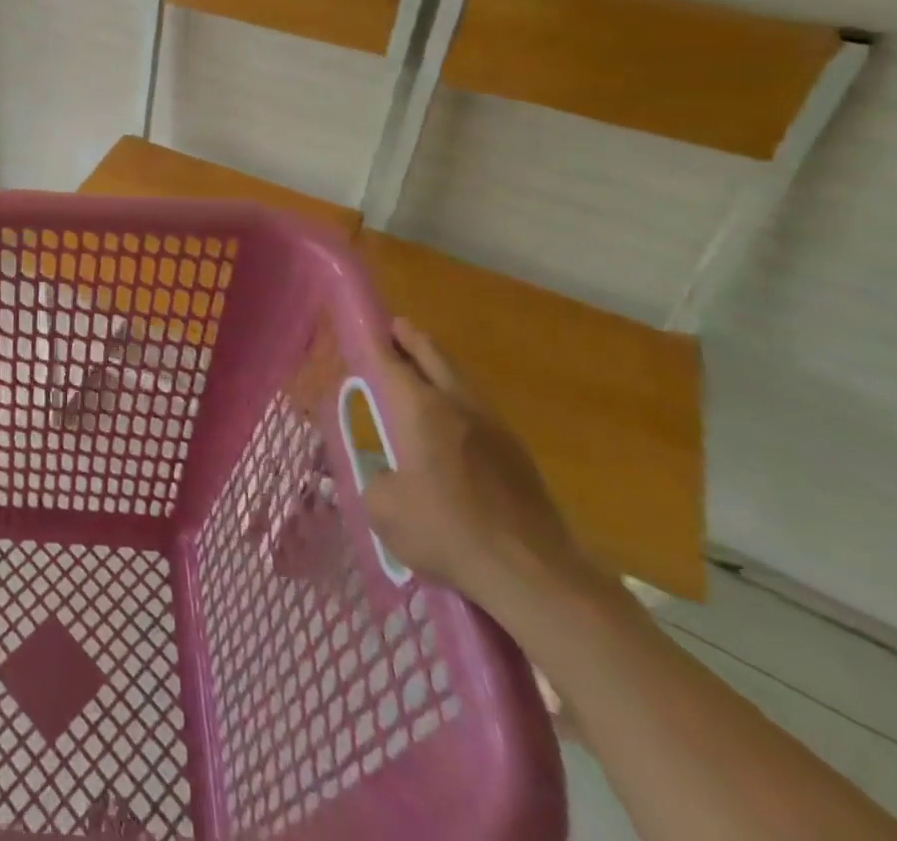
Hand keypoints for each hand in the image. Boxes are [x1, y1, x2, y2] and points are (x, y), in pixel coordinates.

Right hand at [360, 318, 596, 617]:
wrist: (534, 574)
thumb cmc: (447, 531)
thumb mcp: (383, 509)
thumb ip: (376, 481)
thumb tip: (386, 477)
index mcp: (418, 408)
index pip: (387, 360)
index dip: (371, 339)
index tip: (362, 322)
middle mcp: (457, 404)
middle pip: (432, 355)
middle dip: (411, 339)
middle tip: (395, 329)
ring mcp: (494, 427)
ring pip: (460, 380)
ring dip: (438, 367)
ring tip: (422, 368)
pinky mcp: (518, 454)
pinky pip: (479, 409)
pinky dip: (459, 399)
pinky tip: (453, 420)